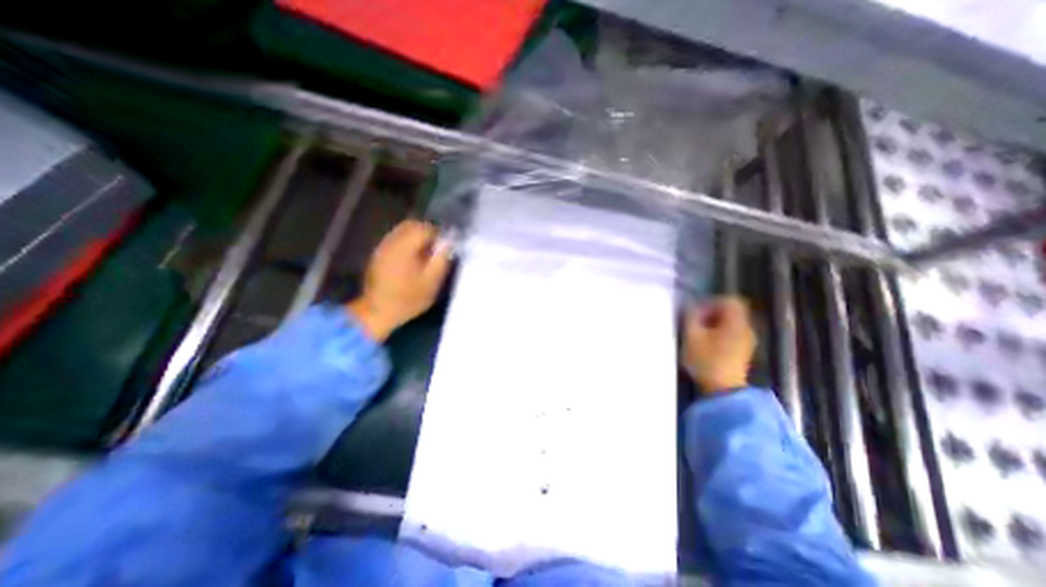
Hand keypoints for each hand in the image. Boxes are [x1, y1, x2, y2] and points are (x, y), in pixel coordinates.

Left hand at [349, 220, 451, 342]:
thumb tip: (448, 242)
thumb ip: (441, 259)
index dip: (439, 233)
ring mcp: (382, 247)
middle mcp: (391, 242)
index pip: (425, 228)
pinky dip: (408, 243)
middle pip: (411, 225)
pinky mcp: (379, 254)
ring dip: (417, 237)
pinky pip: (396, 239)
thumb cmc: (408, 299)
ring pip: (402, 231)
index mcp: (404, 247)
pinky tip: (414, 258)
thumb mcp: (431, 282)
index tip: (447, 245)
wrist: (377, 312)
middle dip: (427, 232)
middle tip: (438, 247)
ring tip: (427, 253)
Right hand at [685, 297, 756, 393]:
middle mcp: (746, 329)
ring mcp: (747, 342)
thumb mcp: (691, 335)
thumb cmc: (706, 360)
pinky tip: (706, 345)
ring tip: (698, 334)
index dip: (712, 301)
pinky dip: (719, 334)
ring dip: (714, 324)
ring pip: (731, 324)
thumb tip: (691, 306)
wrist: (722, 391)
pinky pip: (732, 334)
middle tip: (695, 322)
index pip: (730, 300)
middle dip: (711, 313)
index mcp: (736, 322)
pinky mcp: (742, 353)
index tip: (697, 311)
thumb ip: (691, 316)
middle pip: (731, 311)